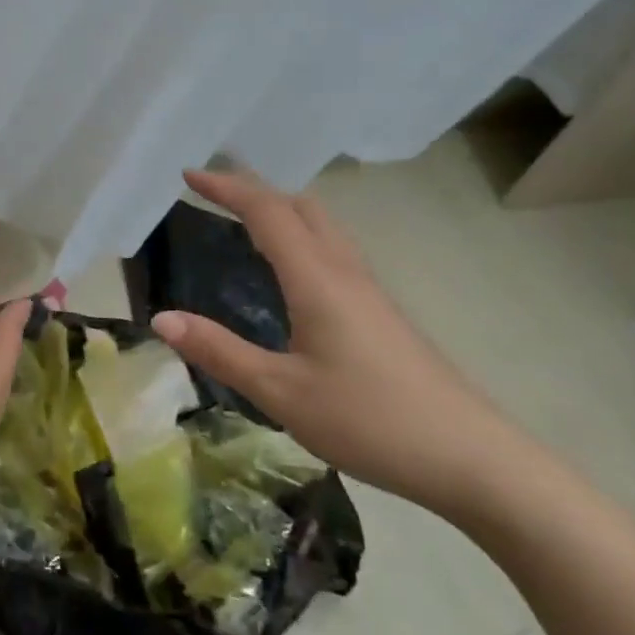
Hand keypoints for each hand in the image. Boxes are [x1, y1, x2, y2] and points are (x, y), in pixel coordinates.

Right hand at [149, 167, 519, 514]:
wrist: (473, 459)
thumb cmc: (370, 421)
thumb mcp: (281, 393)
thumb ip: (220, 351)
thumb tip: (161, 318)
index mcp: (317, 280)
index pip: (267, 212)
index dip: (226, 188)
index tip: (189, 175)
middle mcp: (345, 272)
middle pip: (301, 207)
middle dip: (255, 190)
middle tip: (213, 193)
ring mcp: (369, 292)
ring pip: (323, 227)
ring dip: (281, 211)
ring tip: (244, 222)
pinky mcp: (381, 314)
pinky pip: (333, 252)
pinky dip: (300, 237)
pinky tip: (289, 273)